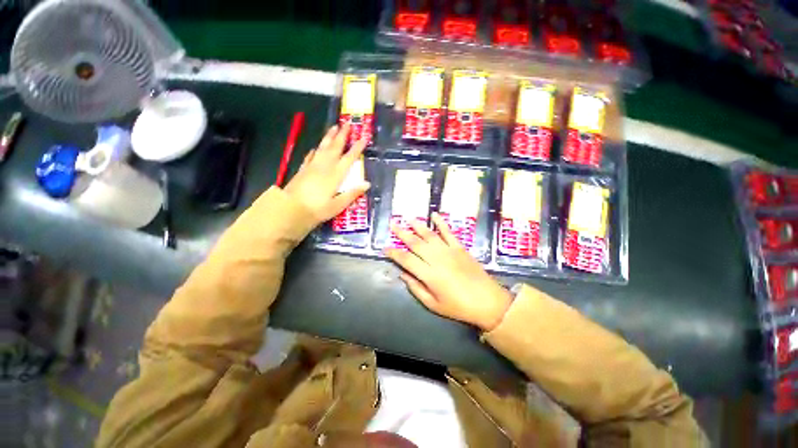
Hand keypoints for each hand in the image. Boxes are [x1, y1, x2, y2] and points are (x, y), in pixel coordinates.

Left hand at [284, 124, 369, 223]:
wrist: (289, 210)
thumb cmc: (317, 210)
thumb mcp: (338, 205)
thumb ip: (352, 193)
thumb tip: (367, 183)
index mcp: (335, 175)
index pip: (349, 158)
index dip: (357, 148)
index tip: (363, 137)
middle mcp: (324, 167)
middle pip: (335, 148)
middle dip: (342, 135)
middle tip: (346, 123)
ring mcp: (312, 167)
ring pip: (322, 148)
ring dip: (329, 137)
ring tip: (333, 127)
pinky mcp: (302, 170)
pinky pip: (310, 157)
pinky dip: (314, 151)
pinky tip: (315, 148)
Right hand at [386, 213, 512, 331]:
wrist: (487, 301)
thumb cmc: (458, 307)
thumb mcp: (434, 304)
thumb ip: (416, 288)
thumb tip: (403, 274)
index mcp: (429, 275)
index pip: (406, 260)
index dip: (394, 253)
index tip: (385, 248)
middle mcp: (437, 259)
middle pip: (415, 243)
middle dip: (402, 233)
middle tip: (392, 225)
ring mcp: (449, 251)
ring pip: (430, 235)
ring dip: (418, 225)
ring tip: (408, 218)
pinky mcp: (460, 247)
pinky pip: (448, 232)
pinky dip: (441, 222)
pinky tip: (434, 214)